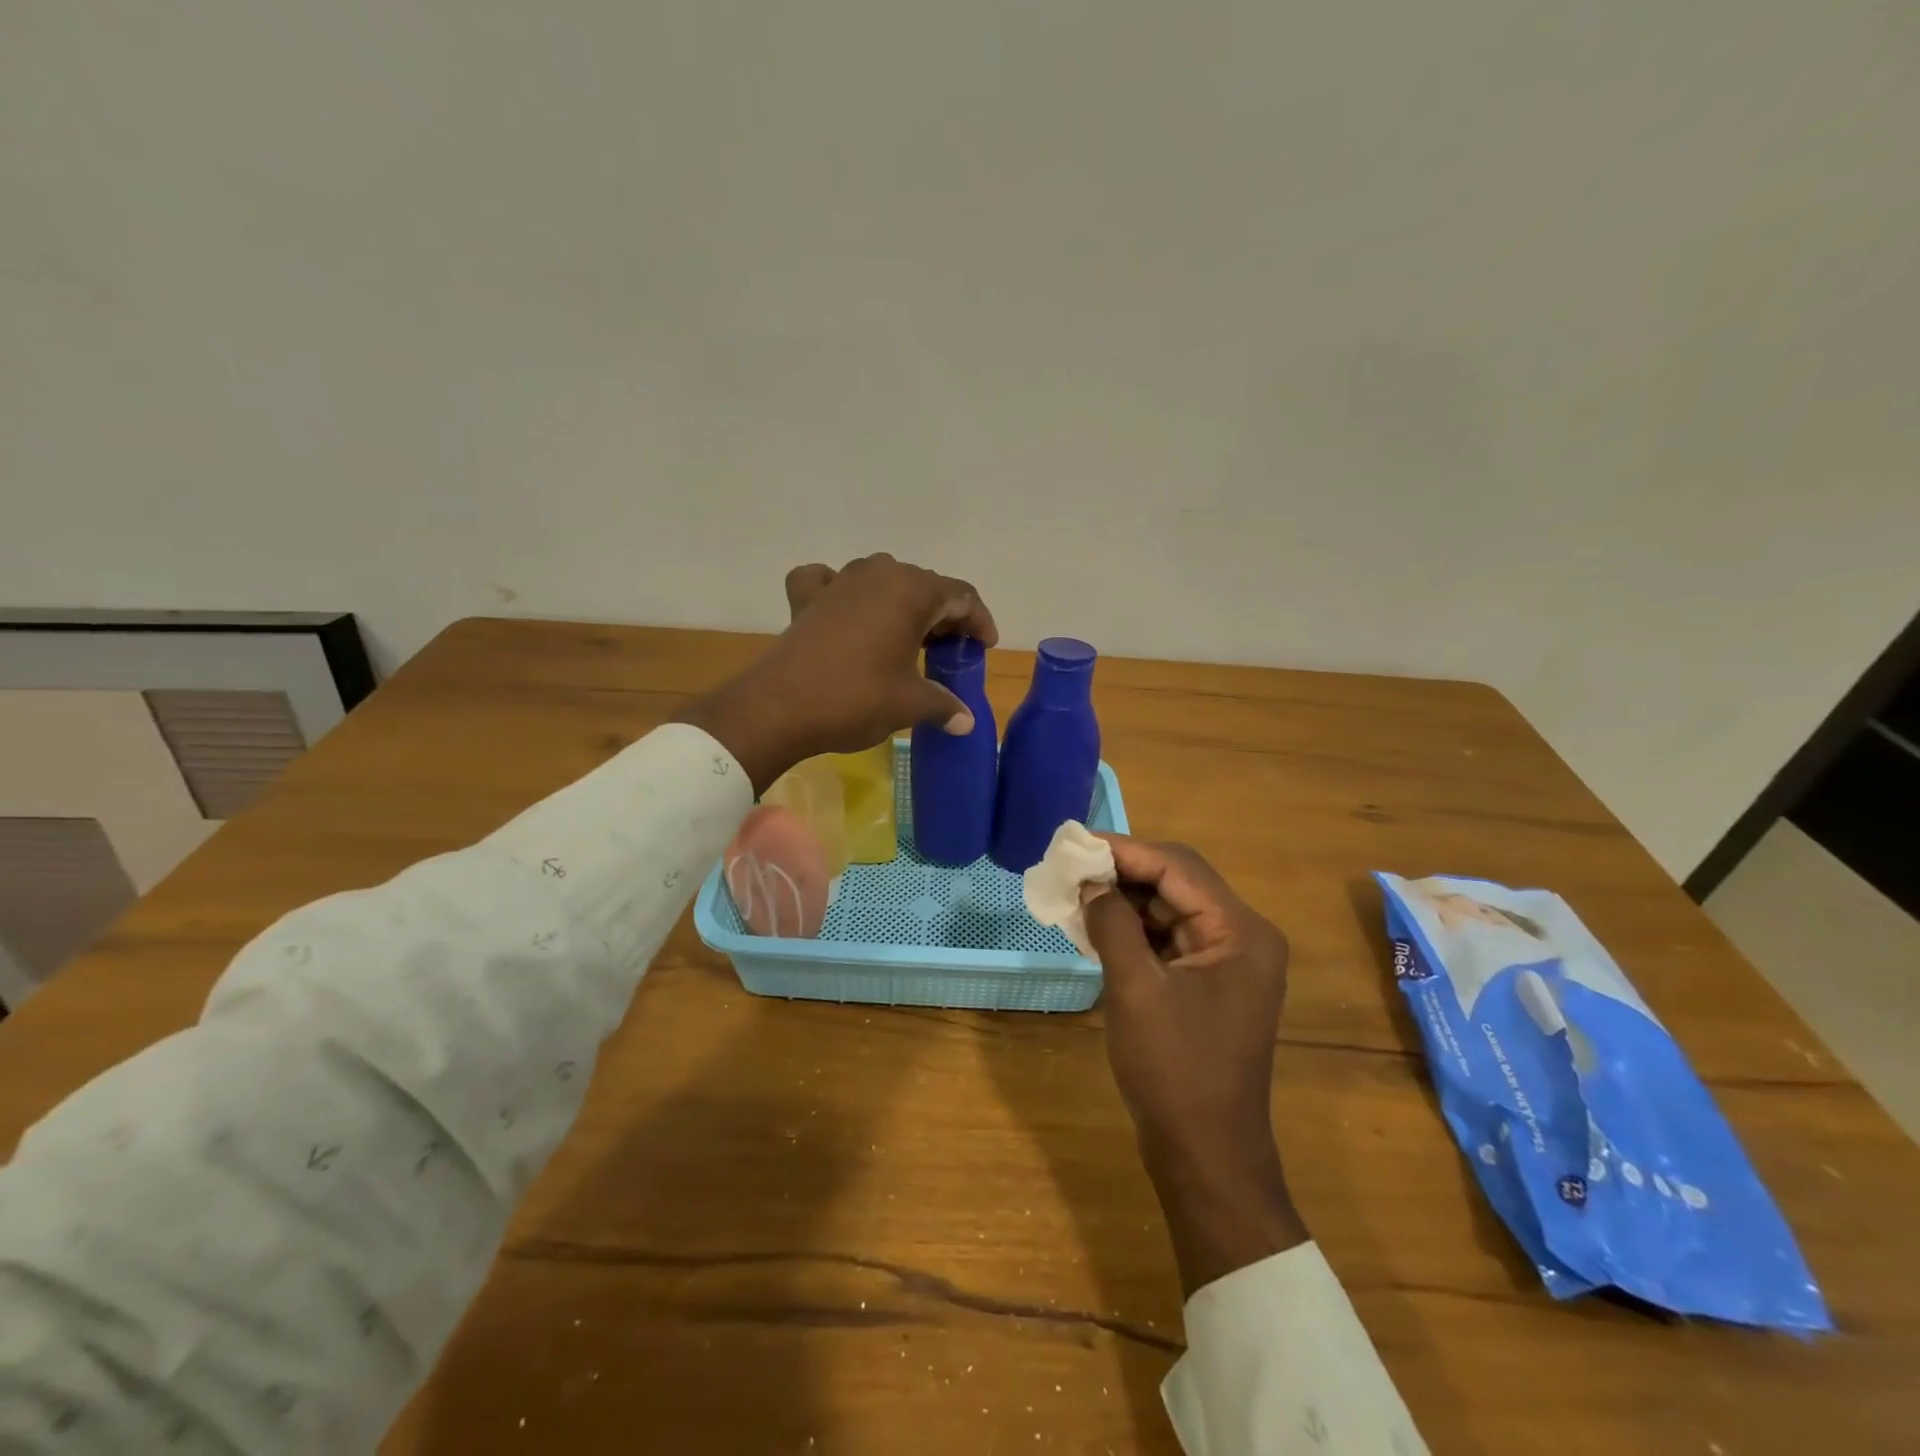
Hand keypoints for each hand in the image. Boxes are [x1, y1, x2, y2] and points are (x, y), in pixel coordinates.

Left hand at [675, 554, 997, 792]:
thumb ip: (945, 705)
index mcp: (911, 591)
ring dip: (901, 604)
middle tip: (950, 650)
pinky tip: (844, 609)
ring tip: (909, 637)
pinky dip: (843, 593)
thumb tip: (966, 721)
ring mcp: (839, 580)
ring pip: (882, 581)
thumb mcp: (910, 704)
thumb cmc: (856, 698)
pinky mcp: (807, 597)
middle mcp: (878, 573)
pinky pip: (830, 582)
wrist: (780, 707)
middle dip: (943, 615)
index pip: (961, 595)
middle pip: (924, 586)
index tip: (985, 646)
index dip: (979, 621)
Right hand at [1083, 836, 1306, 1296]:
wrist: (1206, 1156)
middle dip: (1123, 871)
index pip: (1177, 867)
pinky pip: (1169, 938)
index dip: (1124, 850)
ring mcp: (1228, 961)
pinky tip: (1096, 926)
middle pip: (1178, 881)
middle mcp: (1243, 936)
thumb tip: (1090, 881)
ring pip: (1171, 908)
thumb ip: (1112, 923)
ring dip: (1125, 899)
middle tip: (1071, 867)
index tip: (1075, 844)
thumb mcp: (1135, 989)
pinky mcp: (1210, 982)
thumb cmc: (1174, 1070)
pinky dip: (1134, 928)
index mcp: (1240, 931)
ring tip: (1076, 893)